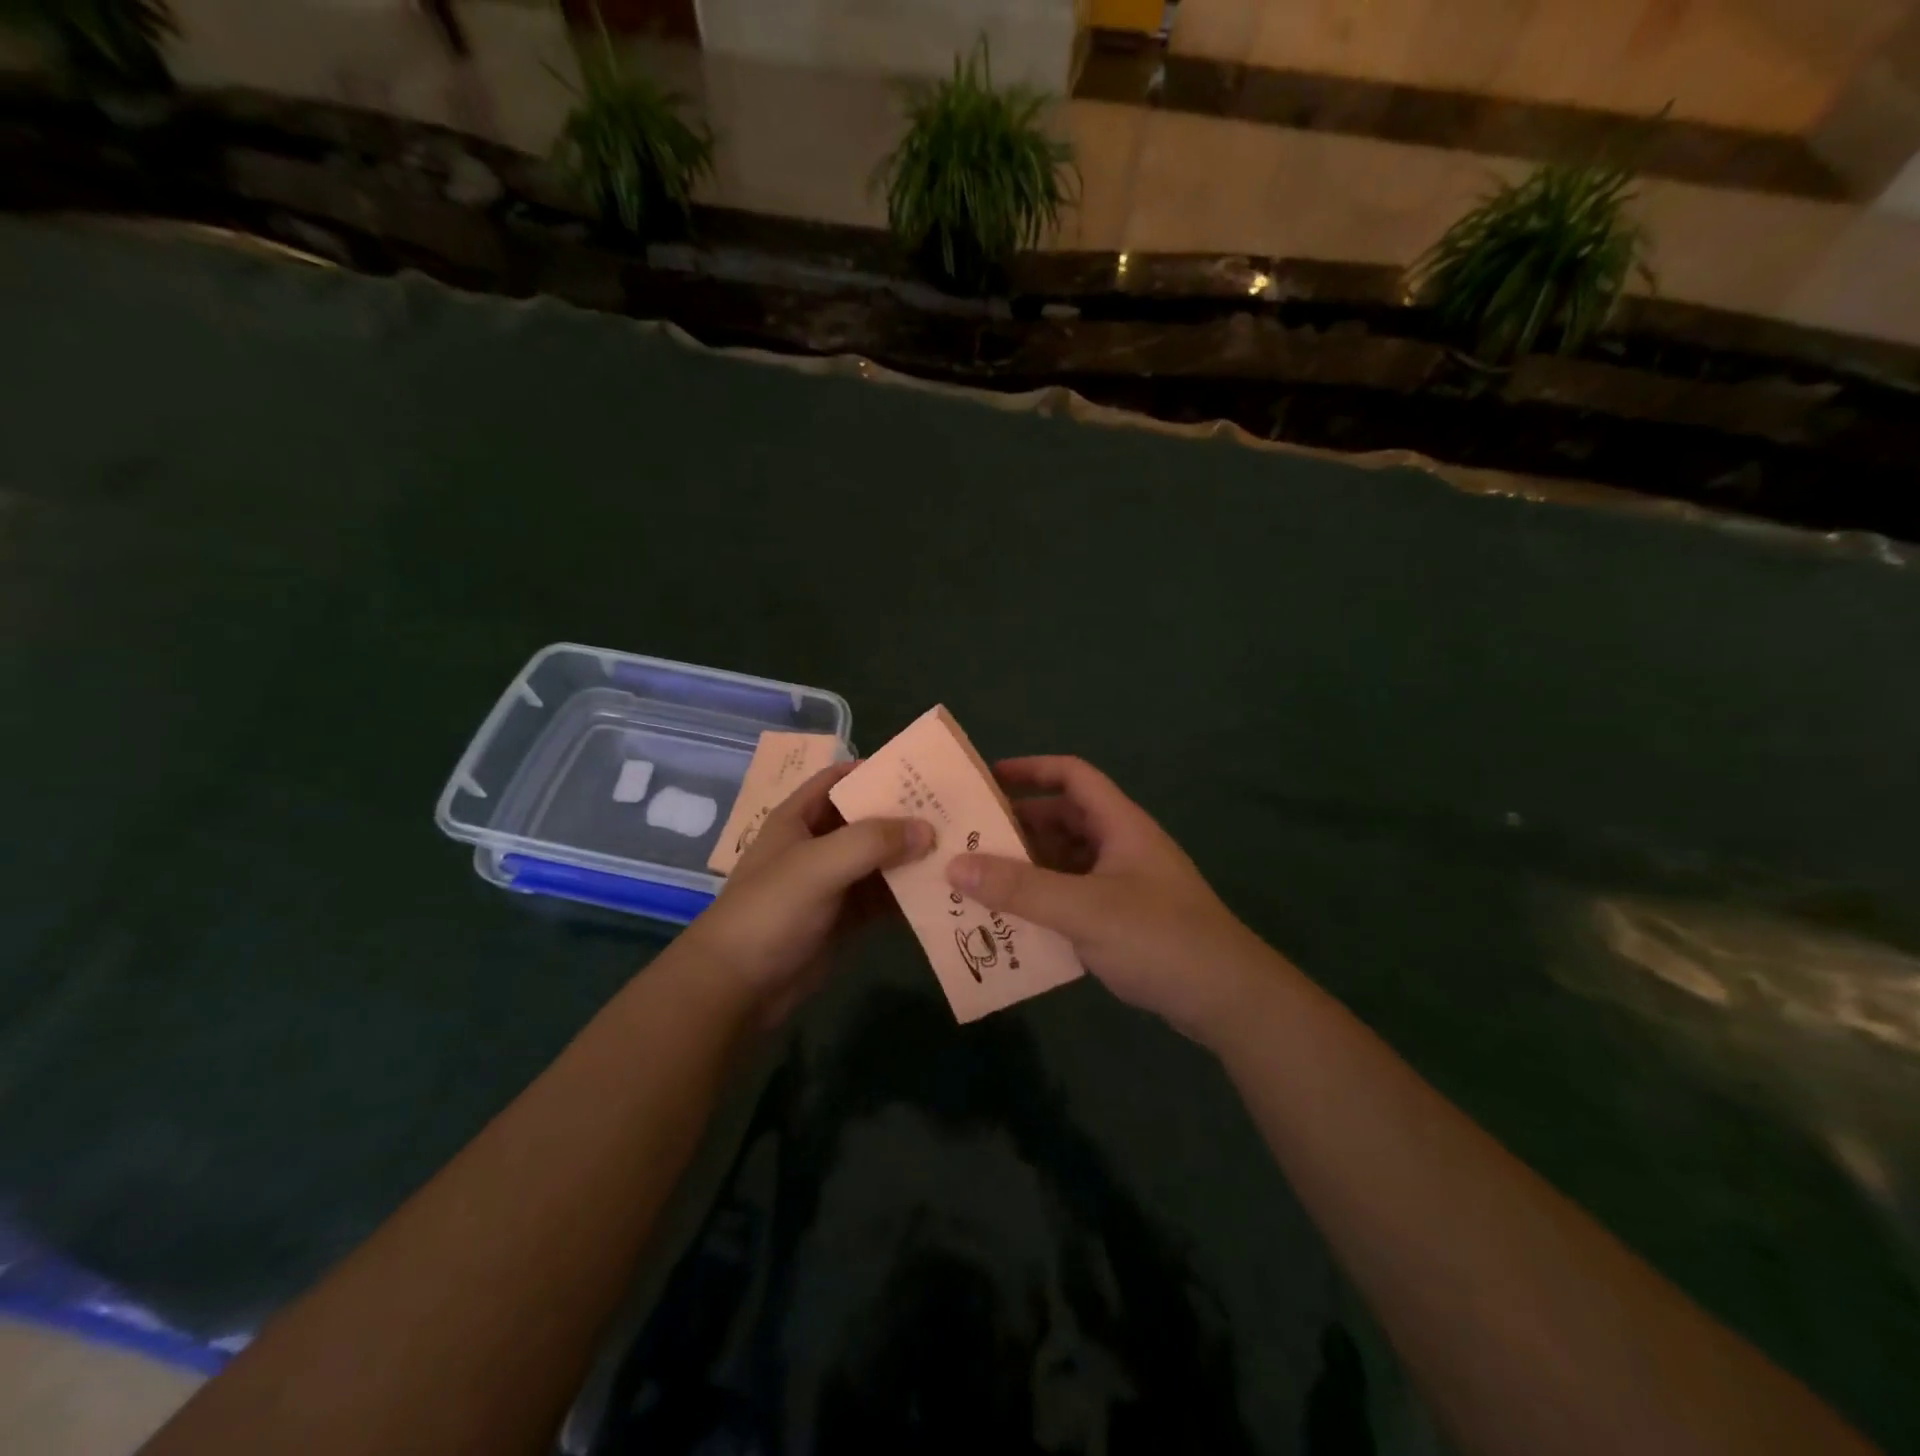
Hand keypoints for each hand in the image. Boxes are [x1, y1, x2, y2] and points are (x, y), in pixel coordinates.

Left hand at [682, 762, 931, 1025]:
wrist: (738, 986)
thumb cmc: (771, 911)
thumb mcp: (818, 865)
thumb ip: (872, 841)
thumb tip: (928, 829)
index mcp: (799, 818)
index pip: (840, 779)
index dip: (875, 770)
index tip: (922, 772)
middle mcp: (818, 844)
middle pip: (867, 819)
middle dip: (906, 815)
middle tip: (954, 812)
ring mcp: (833, 882)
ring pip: (880, 860)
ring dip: (912, 856)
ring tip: (961, 849)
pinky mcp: (845, 918)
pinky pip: (883, 897)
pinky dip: (908, 893)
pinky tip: (943, 891)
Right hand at [945, 756, 1275, 1044]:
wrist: (1228, 1000)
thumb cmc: (1159, 938)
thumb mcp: (1085, 909)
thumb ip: (1021, 889)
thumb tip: (955, 866)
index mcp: (1120, 825)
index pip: (1073, 776)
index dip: (1031, 769)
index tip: (985, 780)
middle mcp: (1121, 847)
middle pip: (1063, 821)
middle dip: (1017, 827)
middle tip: (967, 840)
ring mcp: (1123, 885)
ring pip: (1065, 862)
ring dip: (1027, 869)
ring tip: (977, 882)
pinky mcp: (1123, 921)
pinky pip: (1072, 898)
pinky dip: (1043, 903)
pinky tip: (1011, 923)